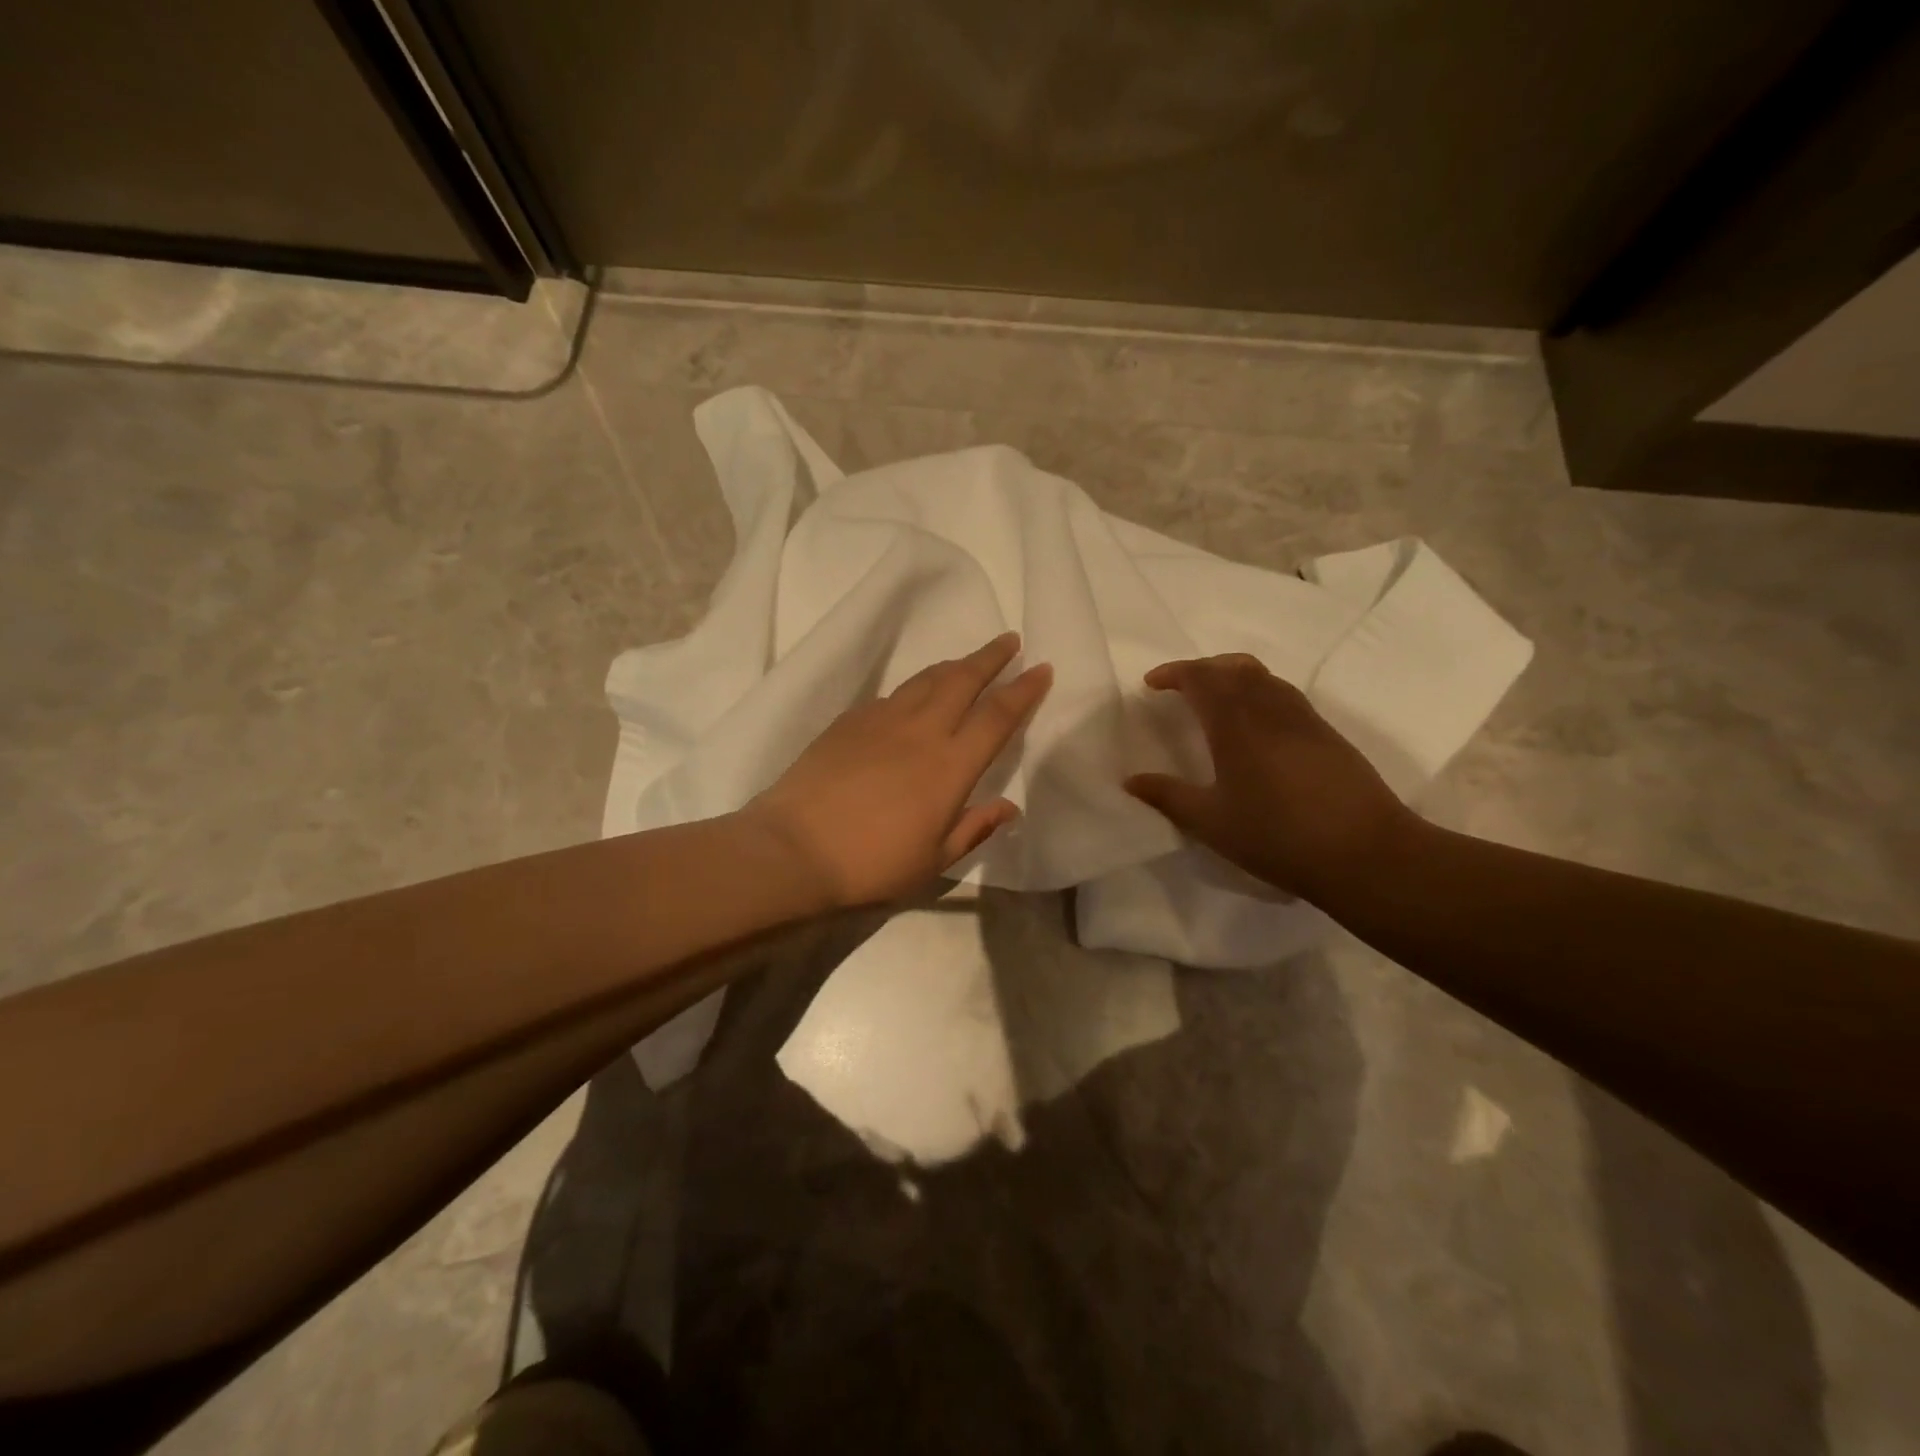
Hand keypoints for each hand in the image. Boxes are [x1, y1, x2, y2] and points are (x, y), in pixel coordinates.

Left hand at [741, 633, 1052, 907]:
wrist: (794, 849)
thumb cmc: (872, 864)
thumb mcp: (934, 860)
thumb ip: (974, 828)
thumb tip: (1009, 807)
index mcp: (950, 766)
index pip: (997, 717)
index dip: (1023, 690)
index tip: (1042, 668)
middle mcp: (921, 731)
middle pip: (963, 680)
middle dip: (991, 657)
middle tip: (1009, 640)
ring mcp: (881, 720)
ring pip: (925, 680)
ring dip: (953, 666)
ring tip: (967, 662)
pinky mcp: (849, 721)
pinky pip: (892, 696)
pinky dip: (913, 690)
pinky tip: (912, 698)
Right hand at [1124, 654, 1417, 904]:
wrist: (1366, 853)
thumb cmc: (1278, 837)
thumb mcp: (1212, 823)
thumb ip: (1168, 796)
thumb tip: (1131, 780)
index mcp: (1236, 725)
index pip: (1201, 677)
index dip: (1174, 672)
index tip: (1151, 684)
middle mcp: (1270, 709)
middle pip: (1233, 666)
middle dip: (1202, 668)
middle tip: (1180, 686)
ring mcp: (1304, 719)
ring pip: (1264, 676)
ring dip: (1232, 675)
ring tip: (1214, 699)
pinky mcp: (1326, 734)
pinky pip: (1284, 694)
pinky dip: (1258, 692)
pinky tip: (1255, 725)